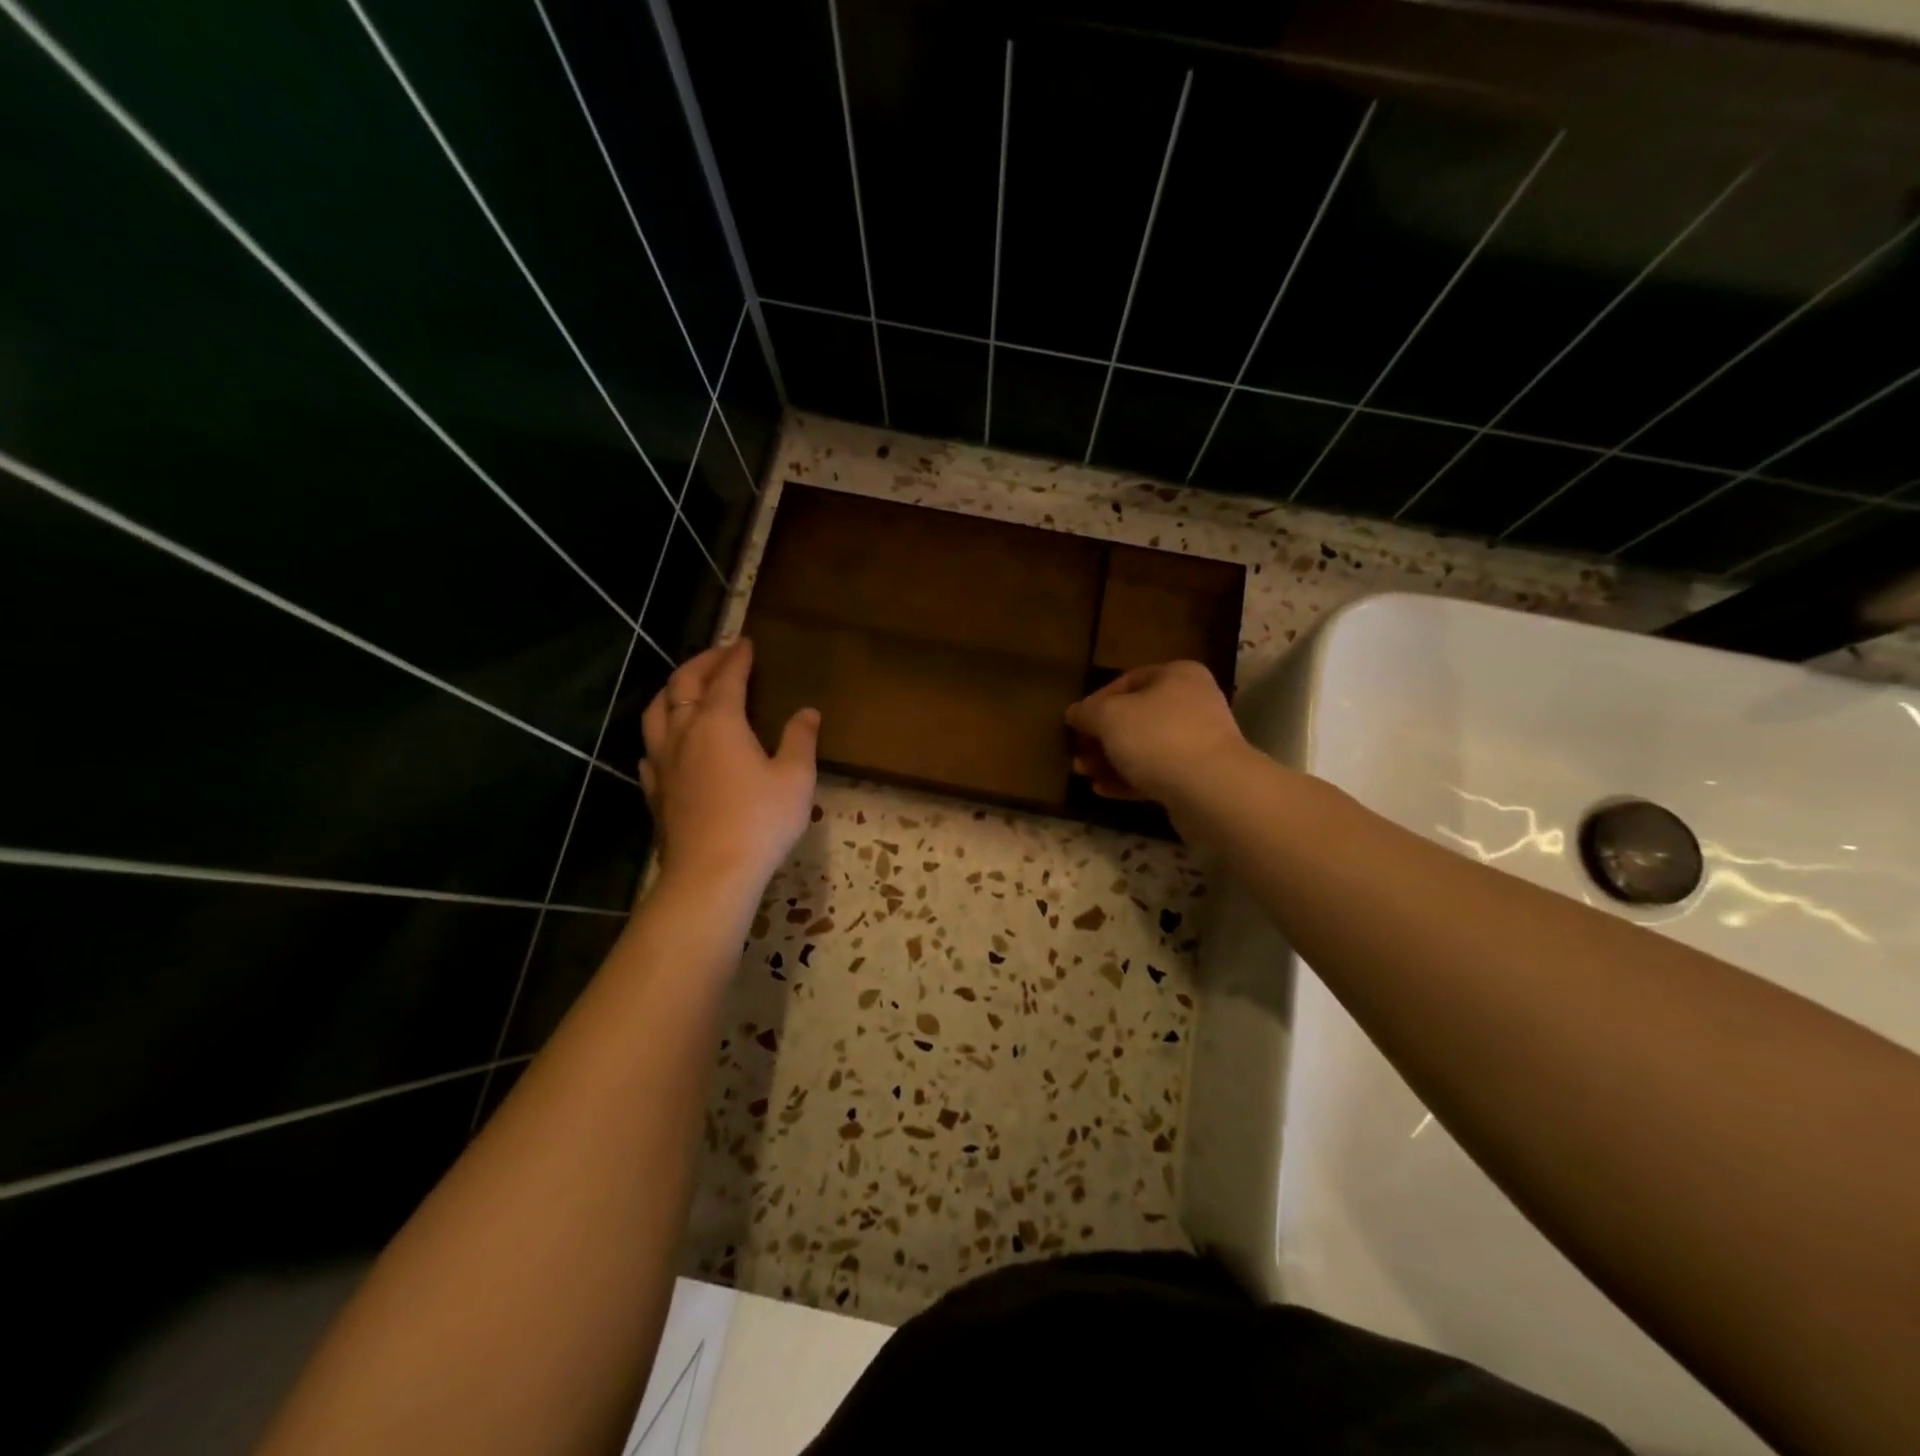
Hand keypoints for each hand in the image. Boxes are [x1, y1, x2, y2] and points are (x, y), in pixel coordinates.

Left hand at [639, 639, 818, 895]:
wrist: (711, 873)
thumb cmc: (760, 820)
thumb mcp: (796, 778)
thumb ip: (800, 739)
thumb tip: (808, 712)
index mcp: (719, 722)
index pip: (726, 677)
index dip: (737, 657)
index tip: (746, 643)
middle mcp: (684, 732)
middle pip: (684, 685)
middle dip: (701, 663)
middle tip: (720, 654)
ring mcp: (663, 762)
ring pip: (656, 711)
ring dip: (672, 691)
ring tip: (686, 688)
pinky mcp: (655, 790)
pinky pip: (650, 748)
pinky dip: (660, 733)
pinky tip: (668, 743)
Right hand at [1065, 661, 1245, 807]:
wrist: (1211, 789)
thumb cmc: (1157, 737)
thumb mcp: (1109, 716)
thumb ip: (1087, 712)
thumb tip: (1074, 713)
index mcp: (1177, 676)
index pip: (1128, 681)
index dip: (1097, 701)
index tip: (1075, 723)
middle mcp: (1192, 703)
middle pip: (1135, 717)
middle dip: (1101, 737)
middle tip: (1076, 753)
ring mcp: (1198, 742)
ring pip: (1143, 747)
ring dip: (1110, 760)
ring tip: (1083, 774)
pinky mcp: (1197, 776)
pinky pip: (1156, 773)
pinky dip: (1128, 779)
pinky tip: (1102, 790)